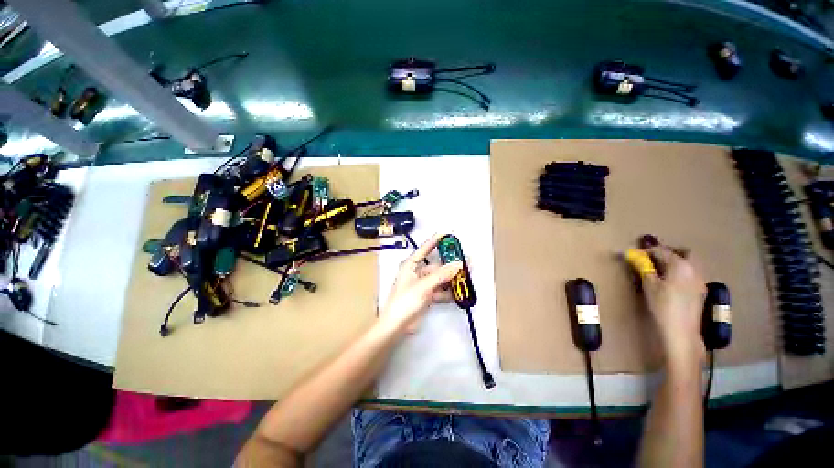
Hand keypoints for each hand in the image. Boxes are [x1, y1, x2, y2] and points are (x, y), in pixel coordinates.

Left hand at [379, 234, 462, 334]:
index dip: (435, 241)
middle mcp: (416, 274)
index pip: (424, 249)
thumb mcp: (424, 286)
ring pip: (440, 279)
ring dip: (451, 279)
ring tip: (466, 278)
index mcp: (410, 266)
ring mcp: (422, 286)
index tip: (447, 233)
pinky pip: (440, 291)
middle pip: (436, 266)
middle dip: (450, 265)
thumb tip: (459, 263)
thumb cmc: (405, 301)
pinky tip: (458, 294)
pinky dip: (448, 292)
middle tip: (467, 262)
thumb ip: (442, 275)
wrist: (397, 325)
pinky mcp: (426, 298)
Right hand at [640, 246, 706, 366]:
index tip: (638, 255)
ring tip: (669, 276)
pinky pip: (693, 277)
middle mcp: (692, 266)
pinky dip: (685, 278)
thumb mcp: (650, 290)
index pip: (662, 251)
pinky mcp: (702, 293)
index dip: (649, 252)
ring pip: (690, 265)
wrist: (683, 336)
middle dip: (671, 254)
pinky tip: (678, 289)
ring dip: (680, 266)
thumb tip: (639, 260)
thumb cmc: (665, 311)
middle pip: (682, 253)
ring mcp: (699, 279)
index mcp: (679, 262)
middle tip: (659, 262)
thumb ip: (645, 271)